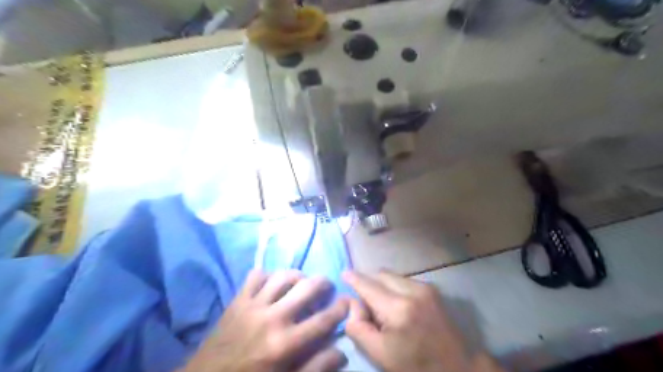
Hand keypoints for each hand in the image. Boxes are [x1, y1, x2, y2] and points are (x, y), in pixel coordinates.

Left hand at [181, 270, 346, 371]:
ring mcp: (252, 305)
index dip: (340, 308)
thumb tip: (340, 351)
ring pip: (282, 276)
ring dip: (296, 276)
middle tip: (326, 287)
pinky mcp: (237, 300)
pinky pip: (255, 276)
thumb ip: (315, 368)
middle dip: (322, 283)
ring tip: (300, 283)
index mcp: (285, 343)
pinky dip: (267, 276)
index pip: (323, 320)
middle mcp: (272, 318)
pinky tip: (271, 285)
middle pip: (306, 287)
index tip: (347, 302)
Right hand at [344, 270, 505, 371]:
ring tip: (379, 304)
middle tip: (361, 299)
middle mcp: (412, 290)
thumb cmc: (415, 366)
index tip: (343, 273)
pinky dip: (393, 286)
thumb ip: (358, 326)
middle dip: (367, 281)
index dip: (353, 278)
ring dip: (380, 284)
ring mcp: (425, 287)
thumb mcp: (379, 354)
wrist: (457, 368)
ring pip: (392, 275)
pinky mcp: (432, 289)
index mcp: (398, 308)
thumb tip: (353, 302)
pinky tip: (395, 304)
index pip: (368, 285)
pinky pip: (403, 280)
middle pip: (380, 274)